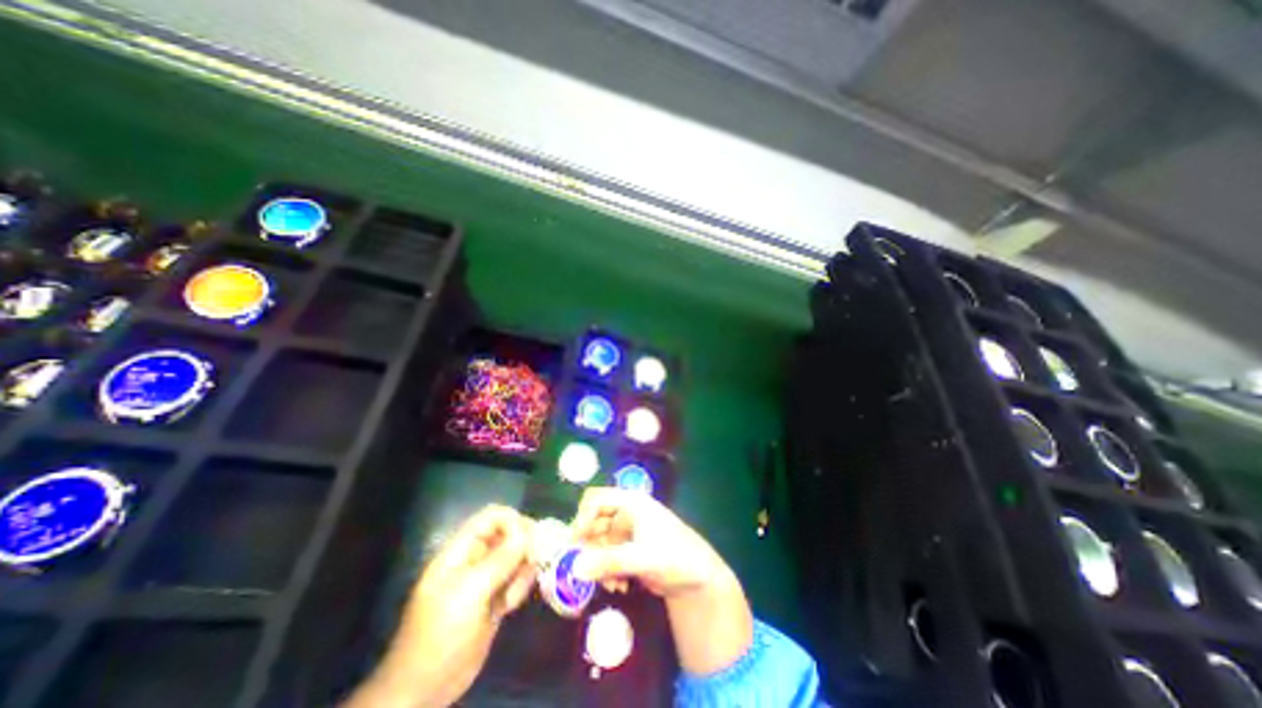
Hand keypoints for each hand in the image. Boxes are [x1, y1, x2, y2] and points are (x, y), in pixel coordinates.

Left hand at [344, 505, 535, 707]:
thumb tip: (528, 533)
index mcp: (461, 550)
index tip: (531, 539)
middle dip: (523, 548)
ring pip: (517, 557)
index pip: (493, 517)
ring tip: (512, 599)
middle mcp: (475, 558)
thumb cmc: (440, 635)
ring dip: (522, 572)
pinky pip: (516, 579)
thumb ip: (500, 560)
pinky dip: (520, 587)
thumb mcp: (469, 593)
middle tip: (531, 567)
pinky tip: (510, 607)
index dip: (514, 521)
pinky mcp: (494, 598)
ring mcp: (485, 579)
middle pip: (509, 535)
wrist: (423, 691)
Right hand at [566, 487, 724, 596]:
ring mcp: (627, 532)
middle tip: (583, 570)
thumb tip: (575, 567)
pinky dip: (607, 571)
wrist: (698, 578)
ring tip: (609, 584)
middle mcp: (626, 513)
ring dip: (598, 563)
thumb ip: (610, 562)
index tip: (573, 543)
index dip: (582, 518)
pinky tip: (618, 586)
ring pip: (599, 543)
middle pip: (594, 523)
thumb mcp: (643, 558)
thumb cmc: (674, 556)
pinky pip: (607, 557)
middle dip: (589, 547)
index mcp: (631, 503)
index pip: (597, 500)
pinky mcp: (628, 550)